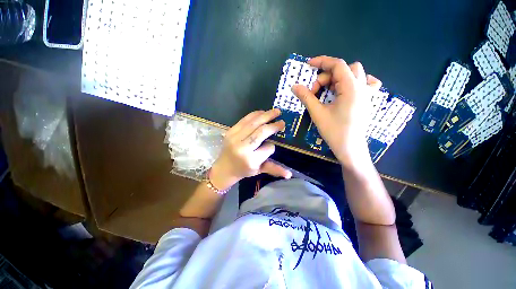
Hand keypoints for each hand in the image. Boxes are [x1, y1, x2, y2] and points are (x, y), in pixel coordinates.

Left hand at [209, 109, 291, 189]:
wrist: (224, 168)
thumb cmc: (243, 170)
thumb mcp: (259, 170)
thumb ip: (274, 170)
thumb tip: (290, 174)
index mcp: (251, 160)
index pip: (268, 148)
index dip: (272, 146)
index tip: (273, 145)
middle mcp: (242, 148)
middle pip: (261, 132)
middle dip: (273, 125)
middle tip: (282, 120)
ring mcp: (235, 138)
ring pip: (253, 123)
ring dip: (266, 115)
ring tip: (276, 111)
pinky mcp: (230, 131)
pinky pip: (244, 119)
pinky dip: (255, 114)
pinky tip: (262, 112)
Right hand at [292, 56, 381, 166]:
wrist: (350, 148)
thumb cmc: (334, 131)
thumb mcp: (317, 113)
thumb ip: (306, 97)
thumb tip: (294, 86)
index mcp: (352, 88)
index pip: (338, 65)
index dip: (322, 62)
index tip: (309, 65)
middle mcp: (363, 87)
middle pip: (345, 69)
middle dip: (327, 76)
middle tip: (315, 91)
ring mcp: (368, 94)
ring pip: (356, 74)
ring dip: (339, 78)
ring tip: (329, 91)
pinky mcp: (368, 100)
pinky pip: (367, 82)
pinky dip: (355, 81)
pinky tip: (347, 90)